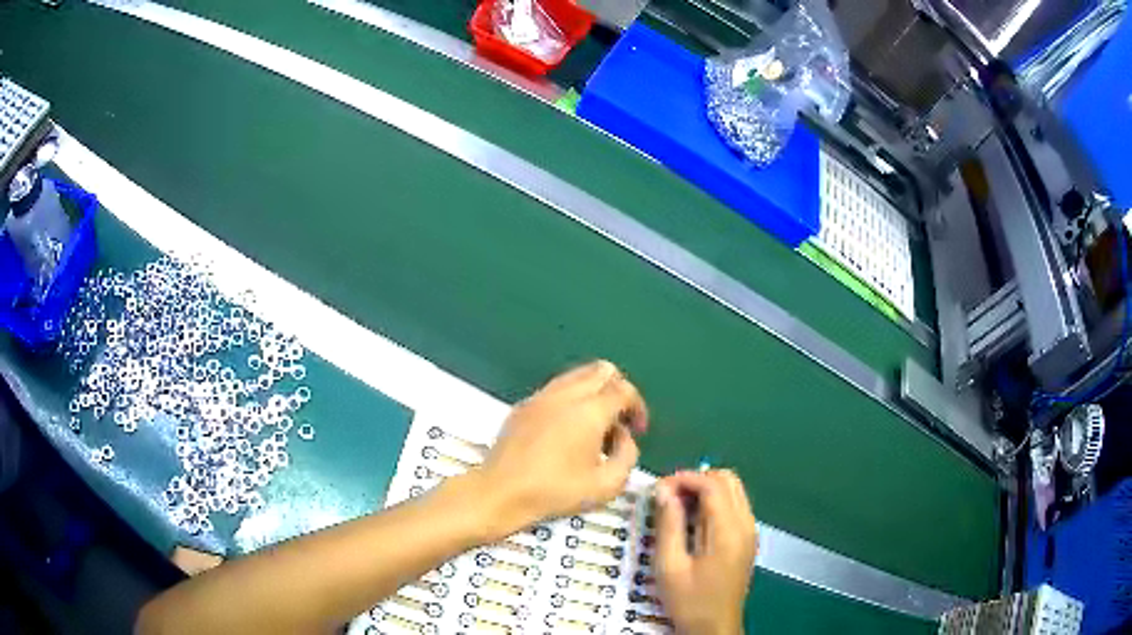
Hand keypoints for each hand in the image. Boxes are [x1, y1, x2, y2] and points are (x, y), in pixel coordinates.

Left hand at [475, 361, 647, 535]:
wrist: (500, 492)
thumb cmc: (556, 491)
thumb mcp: (607, 485)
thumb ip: (628, 456)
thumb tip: (624, 437)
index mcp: (590, 410)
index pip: (624, 389)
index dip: (638, 407)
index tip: (638, 430)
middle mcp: (566, 394)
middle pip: (602, 370)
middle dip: (618, 391)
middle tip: (618, 421)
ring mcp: (541, 396)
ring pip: (578, 375)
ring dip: (594, 393)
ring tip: (594, 427)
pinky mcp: (523, 405)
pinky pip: (556, 389)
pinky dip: (571, 399)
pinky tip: (566, 431)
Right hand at [654, 470, 757, 634]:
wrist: (714, 628)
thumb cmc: (690, 601)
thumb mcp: (670, 566)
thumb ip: (669, 525)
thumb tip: (664, 490)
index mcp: (729, 531)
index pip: (712, 485)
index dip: (684, 478)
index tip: (658, 489)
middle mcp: (746, 524)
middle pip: (728, 480)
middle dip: (696, 480)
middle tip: (667, 497)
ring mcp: (750, 532)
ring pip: (733, 491)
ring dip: (705, 490)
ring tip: (676, 508)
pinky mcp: (747, 540)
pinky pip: (734, 506)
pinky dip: (713, 503)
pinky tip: (692, 521)